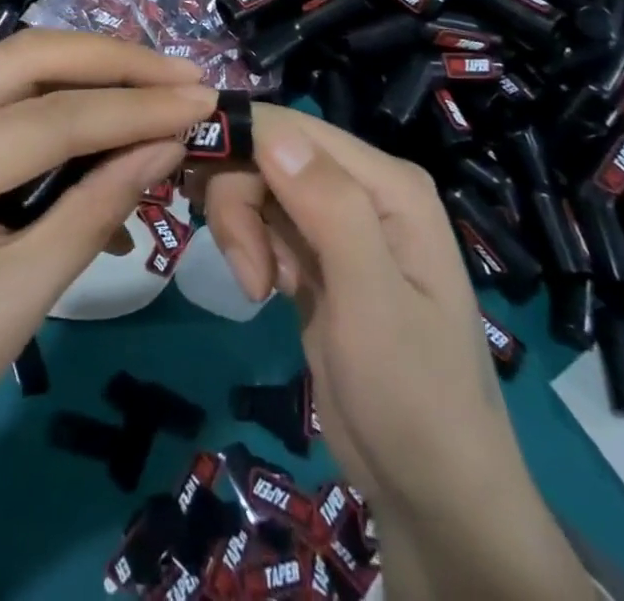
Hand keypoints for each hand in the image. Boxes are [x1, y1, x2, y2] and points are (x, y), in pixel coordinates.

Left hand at [0, 30, 209, 485]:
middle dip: (111, 62)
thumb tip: (168, 144)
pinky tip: (99, 124)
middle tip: (181, 78)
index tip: (202, 101)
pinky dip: (55, 100)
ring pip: (12, 66)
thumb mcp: (23, 295)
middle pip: (26, 59)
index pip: (49, 117)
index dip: (133, 107)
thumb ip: (98, 207)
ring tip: (152, 88)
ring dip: (86, 71)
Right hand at [204, 107, 595, 600]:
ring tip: (258, 286)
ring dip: (241, 230)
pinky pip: (263, 222)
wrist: (432, 495)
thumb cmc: (414, 395)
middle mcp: (361, 189)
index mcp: (386, 183)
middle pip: (268, 154)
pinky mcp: (315, 256)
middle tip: (248, 271)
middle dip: (239, 202)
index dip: (236, 140)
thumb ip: (329, 208)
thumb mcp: (372, 299)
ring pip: (258, 187)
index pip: (291, 127)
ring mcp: (337, 223)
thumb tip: (271, 130)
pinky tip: (265, 288)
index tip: (190, 178)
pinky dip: (250, 248)